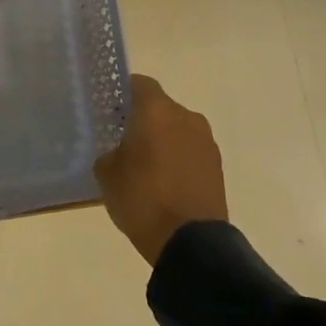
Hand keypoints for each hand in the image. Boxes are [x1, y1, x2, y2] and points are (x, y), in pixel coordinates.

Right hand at [93, 75, 227, 266]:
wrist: (190, 242)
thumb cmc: (142, 199)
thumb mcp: (107, 174)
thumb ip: (109, 152)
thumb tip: (118, 150)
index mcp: (157, 111)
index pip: (139, 83)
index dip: (122, 93)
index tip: (109, 109)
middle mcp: (186, 117)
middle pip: (160, 107)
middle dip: (142, 119)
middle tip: (122, 139)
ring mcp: (206, 141)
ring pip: (177, 129)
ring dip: (162, 139)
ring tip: (144, 165)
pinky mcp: (217, 165)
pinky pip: (190, 150)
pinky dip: (177, 158)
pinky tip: (163, 181)